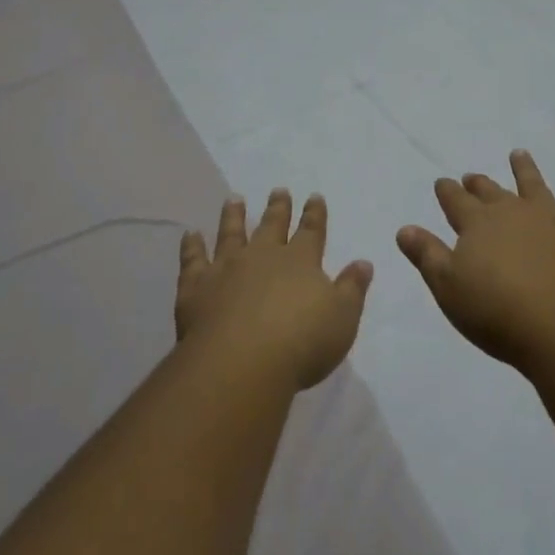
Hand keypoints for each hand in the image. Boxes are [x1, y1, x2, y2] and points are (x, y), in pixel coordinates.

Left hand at [176, 190, 373, 391]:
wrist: (241, 364)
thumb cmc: (301, 344)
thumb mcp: (342, 319)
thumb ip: (352, 289)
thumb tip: (363, 262)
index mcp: (300, 261)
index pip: (311, 231)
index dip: (314, 214)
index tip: (314, 196)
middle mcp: (263, 256)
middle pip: (272, 225)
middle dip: (278, 207)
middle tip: (278, 190)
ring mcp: (227, 268)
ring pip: (231, 234)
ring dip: (233, 215)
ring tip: (233, 198)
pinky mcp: (196, 287)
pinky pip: (193, 260)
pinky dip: (191, 246)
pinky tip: (190, 234)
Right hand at [396, 151, 554, 374]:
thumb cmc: (498, 313)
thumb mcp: (449, 289)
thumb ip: (427, 256)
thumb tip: (405, 228)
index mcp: (477, 224)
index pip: (456, 201)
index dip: (447, 191)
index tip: (442, 182)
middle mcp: (511, 211)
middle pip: (491, 192)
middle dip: (479, 184)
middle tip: (472, 176)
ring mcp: (548, 217)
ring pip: (532, 184)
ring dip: (524, 168)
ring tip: (519, 154)